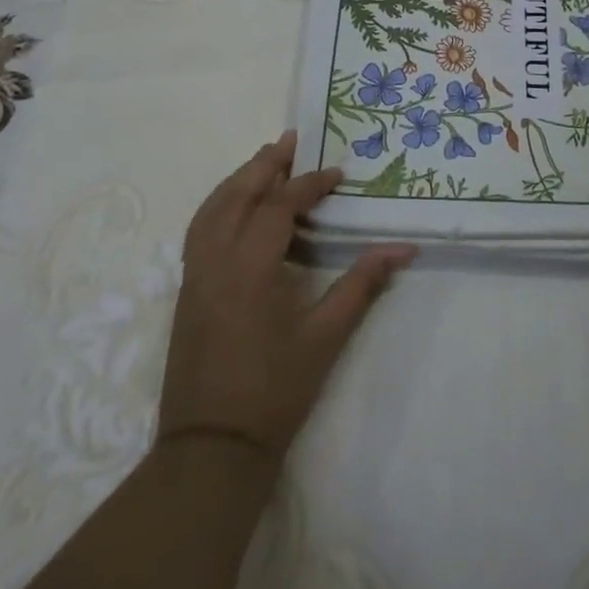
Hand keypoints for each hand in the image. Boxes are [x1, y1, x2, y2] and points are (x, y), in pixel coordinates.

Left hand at [157, 131, 415, 458]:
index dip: (310, 185)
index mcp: (250, 268)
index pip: (279, 207)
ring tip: (264, 161)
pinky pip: (199, 230)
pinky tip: (235, 208)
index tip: (337, 174)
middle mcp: (215, 261)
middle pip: (237, 195)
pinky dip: (218, 205)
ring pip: (211, 209)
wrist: (212, 448)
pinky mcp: (185, 291)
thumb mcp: (325, 338)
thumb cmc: (275, 392)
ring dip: (238, 180)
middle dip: (265, 164)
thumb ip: (361, 285)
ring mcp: (194, 275)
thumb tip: (403, 249)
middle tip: (292, 140)